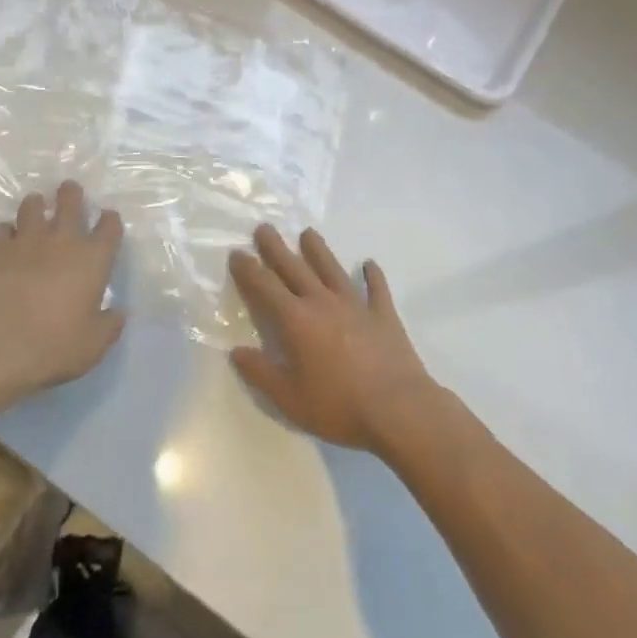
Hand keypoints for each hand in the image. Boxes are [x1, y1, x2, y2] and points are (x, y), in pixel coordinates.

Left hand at [0, 180, 124, 405]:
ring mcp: (26, 242)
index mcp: (93, 259)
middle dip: (71, 193)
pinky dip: (6, 231)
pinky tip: (7, 239)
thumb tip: (118, 312)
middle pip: (70, 202)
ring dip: (36, 205)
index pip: (109, 227)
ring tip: (36, 207)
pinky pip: (2, 229)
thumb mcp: (94, 345)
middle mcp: (62, 241)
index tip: (107, 219)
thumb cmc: (55, 346)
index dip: (110, 220)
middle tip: (69, 190)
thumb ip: (109, 325)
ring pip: (32, 206)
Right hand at [229, 225, 441, 455]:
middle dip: (276, 248)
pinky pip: (376, 289)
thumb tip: (236, 351)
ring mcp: (356, 306)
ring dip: (318, 251)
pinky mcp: (384, 315)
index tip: (237, 252)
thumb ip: (261, 373)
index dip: (249, 269)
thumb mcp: (290, 399)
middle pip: (295, 268)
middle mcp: (323, 303)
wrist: (399, 409)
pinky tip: (369, 264)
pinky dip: (372, 275)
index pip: (265, 287)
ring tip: (308, 233)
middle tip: (264, 228)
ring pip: (332, 270)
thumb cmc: (339, 406)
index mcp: (296, 321)